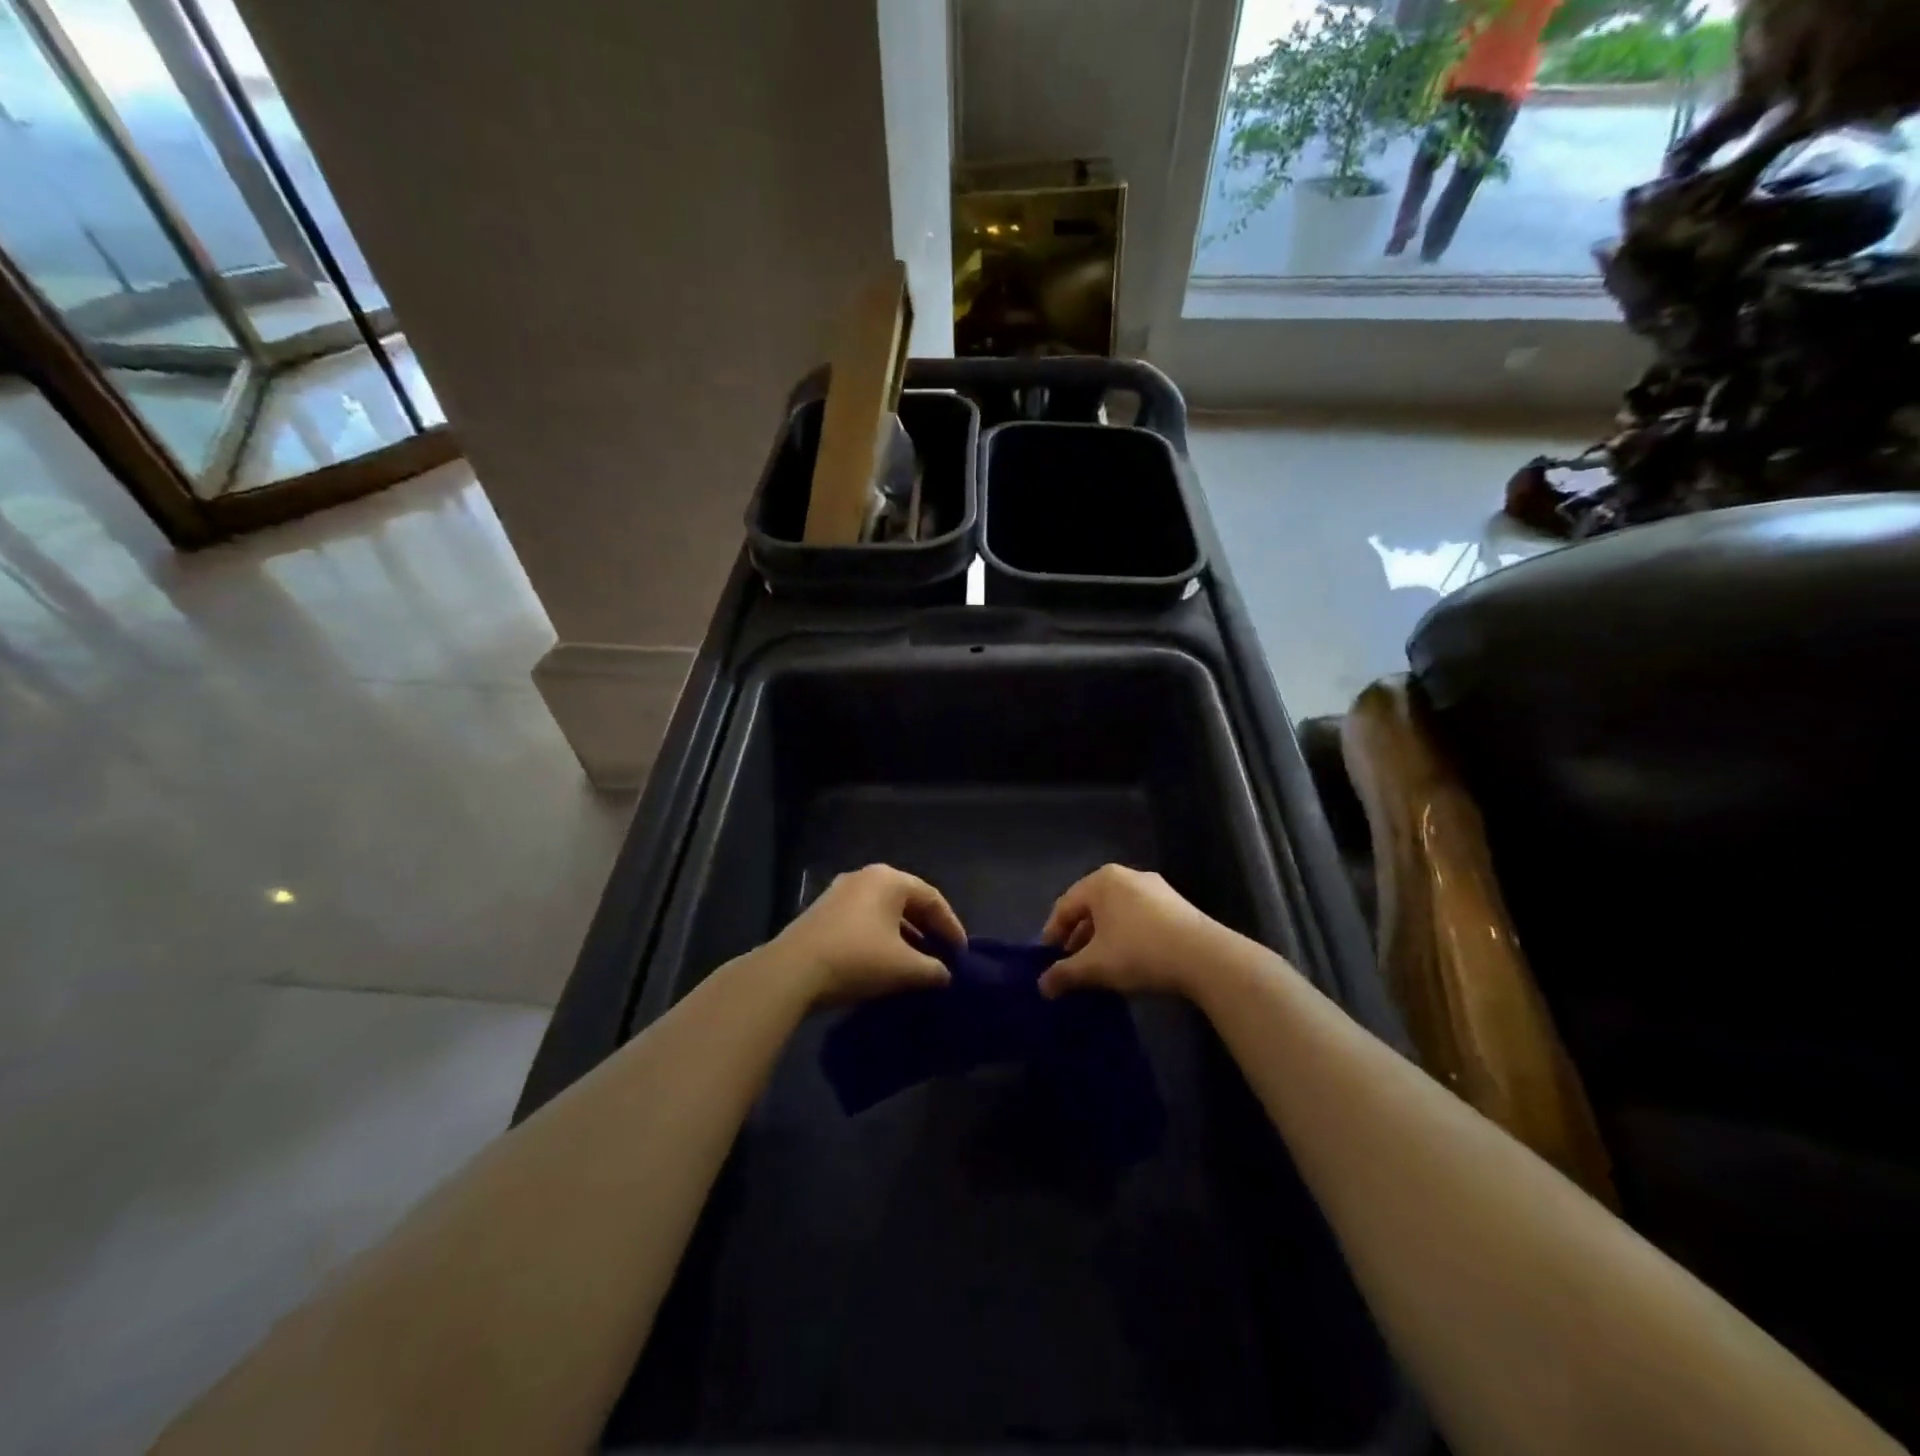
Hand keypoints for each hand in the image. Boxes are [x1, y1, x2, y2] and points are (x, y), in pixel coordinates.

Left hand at [767, 864, 963, 1006]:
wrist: (792, 971)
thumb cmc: (857, 959)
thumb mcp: (904, 968)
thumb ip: (933, 969)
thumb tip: (945, 974)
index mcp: (889, 880)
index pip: (933, 899)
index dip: (951, 927)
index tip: (962, 954)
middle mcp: (865, 877)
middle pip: (908, 901)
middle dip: (928, 930)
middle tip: (942, 955)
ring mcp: (840, 893)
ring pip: (883, 912)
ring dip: (904, 935)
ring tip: (917, 962)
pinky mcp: (822, 912)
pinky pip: (863, 920)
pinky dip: (880, 937)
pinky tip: (885, 962)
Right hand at [1037, 864, 1225, 1000]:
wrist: (1206, 958)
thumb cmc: (1140, 953)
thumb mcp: (1095, 966)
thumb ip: (1064, 973)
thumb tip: (1042, 986)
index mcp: (1101, 881)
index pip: (1064, 906)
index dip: (1051, 934)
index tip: (1047, 961)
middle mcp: (1126, 876)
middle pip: (1091, 907)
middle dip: (1078, 937)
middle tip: (1071, 965)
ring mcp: (1155, 888)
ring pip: (1116, 913)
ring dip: (1102, 939)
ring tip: (1099, 966)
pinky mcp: (1176, 905)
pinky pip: (1138, 918)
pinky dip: (1126, 936)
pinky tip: (1129, 961)